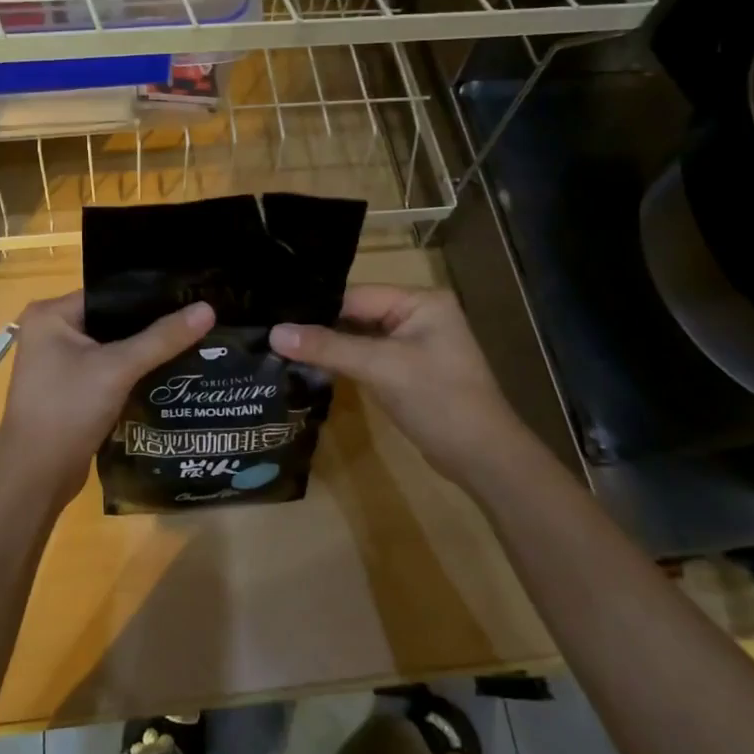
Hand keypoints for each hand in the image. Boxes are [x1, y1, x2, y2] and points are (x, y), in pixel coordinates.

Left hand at [0, 291, 214, 513]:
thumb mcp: (118, 368)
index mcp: (51, 315)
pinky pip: (108, 369)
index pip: (109, 292)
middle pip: (112, 319)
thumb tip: (208, 308)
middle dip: (152, 323)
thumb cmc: (68, 410)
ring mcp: (58, 363)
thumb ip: (163, 338)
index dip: (149, 294)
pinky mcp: (70, 389)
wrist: (36, 477)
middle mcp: (51, 332)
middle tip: (197, 318)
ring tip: (192, 340)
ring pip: (113, 346)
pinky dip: (134, 371)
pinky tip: (170, 371)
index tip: (189, 294)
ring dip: (145, 349)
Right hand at [270, 286, 531, 490]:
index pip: (356, 295)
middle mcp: (417, 314)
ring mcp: (413, 344)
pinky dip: (343, 362)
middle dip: (319, 326)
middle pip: (356, 313)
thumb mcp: (381, 368)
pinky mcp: (407, 370)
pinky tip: (310, 366)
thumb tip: (274, 333)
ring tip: (280, 348)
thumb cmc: (438, 400)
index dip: (316, 307)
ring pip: (359, 337)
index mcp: (420, 300)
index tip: (273, 316)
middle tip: (270, 333)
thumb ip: (328, 347)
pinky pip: (367, 357)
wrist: (482, 457)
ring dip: (328, 346)